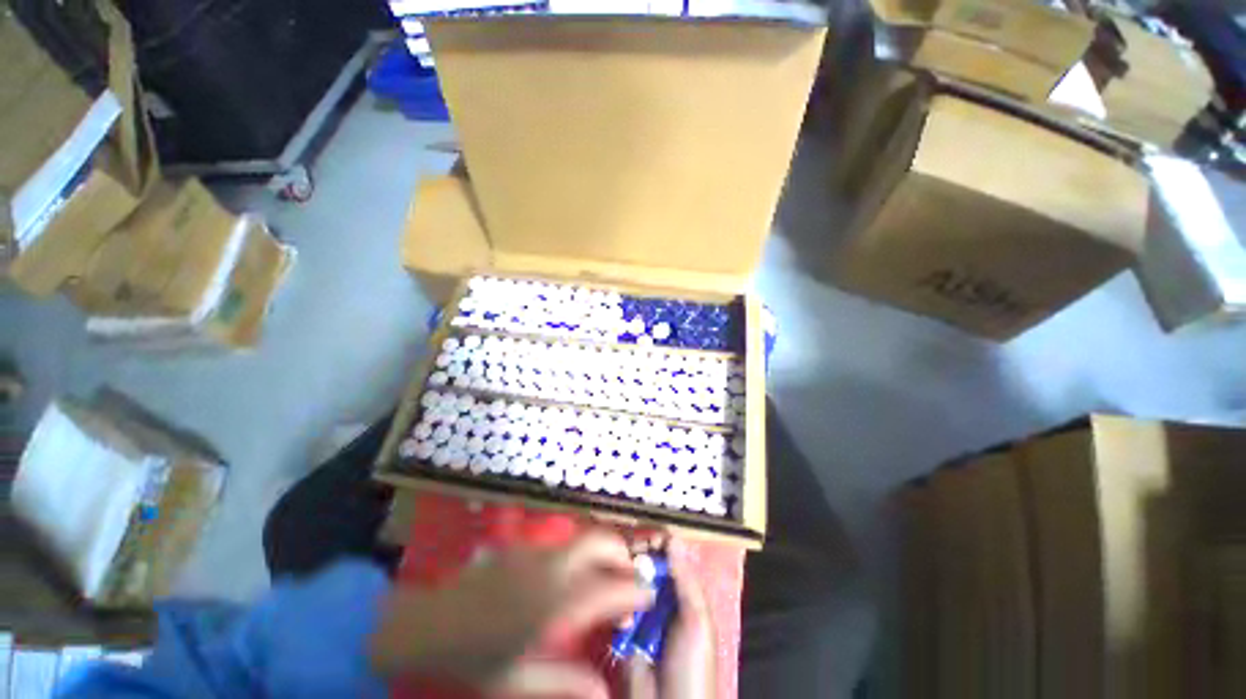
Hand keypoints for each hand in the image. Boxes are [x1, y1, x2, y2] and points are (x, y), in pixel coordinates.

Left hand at [370, 531, 651, 695]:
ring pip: (583, 539)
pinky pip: (562, 544)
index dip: (635, 589)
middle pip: (601, 542)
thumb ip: (566, 685)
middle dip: (623, 555)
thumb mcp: (519, 683)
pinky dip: (578, 554)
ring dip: (601, 552)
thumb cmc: (475, 658)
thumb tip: (606, 693)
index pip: (609, 588)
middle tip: (630, 577)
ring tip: (605, 575)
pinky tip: (568, 577)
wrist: (430, 623)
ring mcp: (537, 551)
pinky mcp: (524, 546)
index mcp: (555, 603)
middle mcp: (552, 567)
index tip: (650, 595)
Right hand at [627, 539, 716, 698]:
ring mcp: (642, 617)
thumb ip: (686, 581)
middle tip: (625, 548)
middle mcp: (663, 602)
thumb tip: (673, 538)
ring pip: (630, 585)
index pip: (670, 561)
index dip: (657, 544)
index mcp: (684, 597)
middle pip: (648, 569)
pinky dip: (615, 602)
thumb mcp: (698, 622)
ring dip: (624, 578)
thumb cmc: (692, 666)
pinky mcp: (623, 634)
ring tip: (618, 570)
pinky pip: (617, 609)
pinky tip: (613, 598)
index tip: (643, 533)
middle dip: (636, 557)